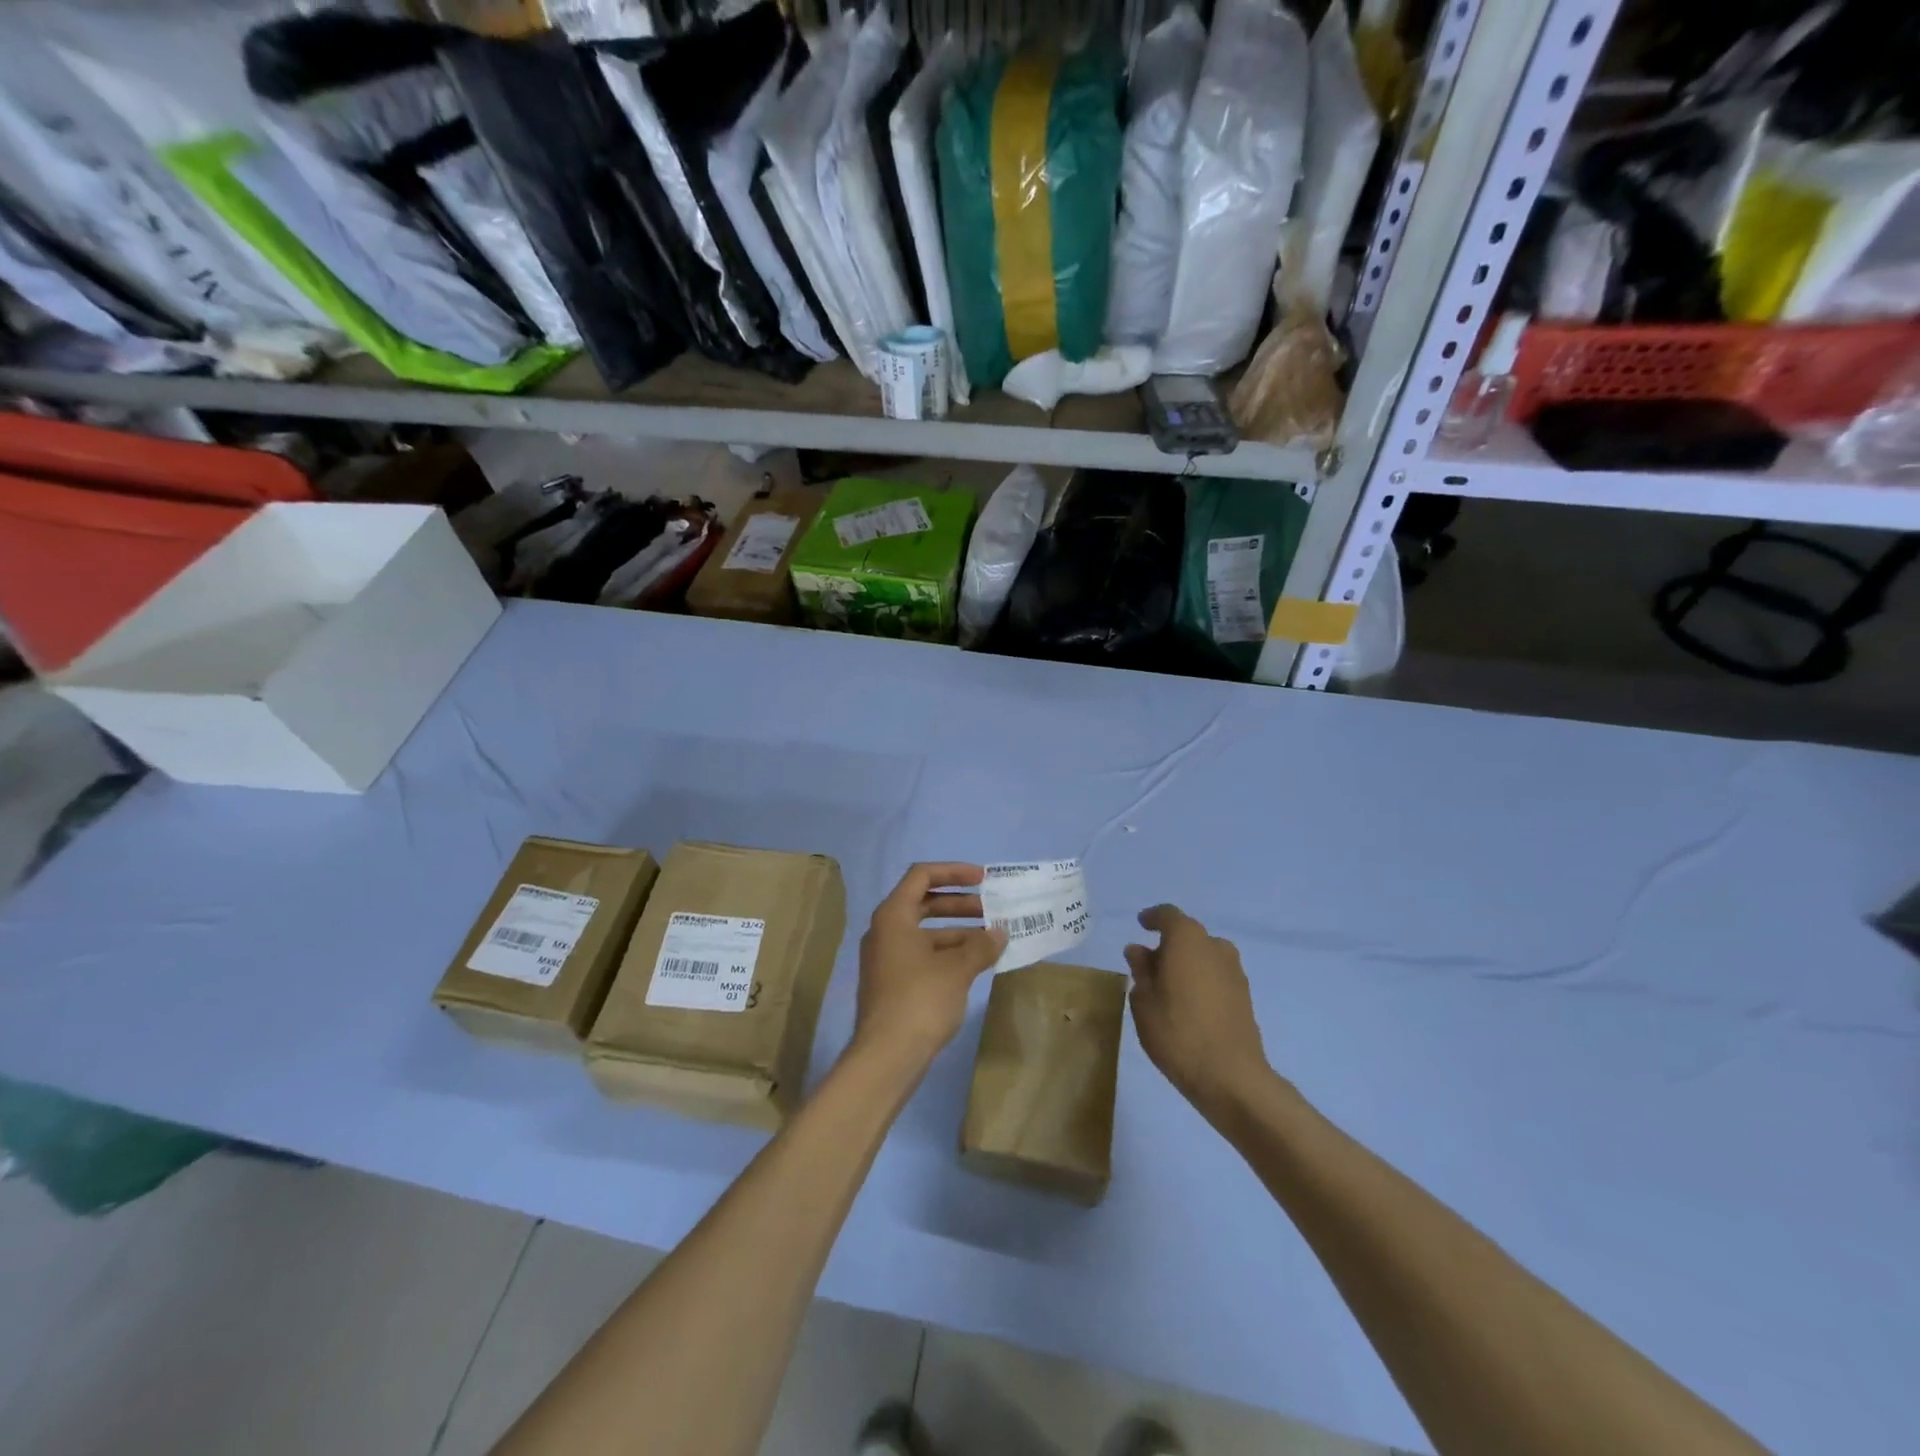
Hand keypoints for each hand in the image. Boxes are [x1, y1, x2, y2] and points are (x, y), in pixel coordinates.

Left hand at [851, 863, 1005, 1070]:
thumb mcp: (957, 969)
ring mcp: (887, 958)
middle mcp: (886, 931)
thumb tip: (999, 934)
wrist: (886, 1057)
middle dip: (961, 904)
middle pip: (925, 903)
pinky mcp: (893, 983)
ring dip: (959, 931)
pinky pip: (923, 955)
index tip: (983, 879)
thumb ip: (980, 946)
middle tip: (993, 910)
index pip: (922, 876)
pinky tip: (976, 965)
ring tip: (993, 940)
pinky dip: (949, 953)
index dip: (953, 872)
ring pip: (926, 932)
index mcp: (893, 916)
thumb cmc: (920, 1000)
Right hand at [1126, 905, 1271, 1118]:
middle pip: (1188, 935)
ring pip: (1204, 956)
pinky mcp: (1245, 996)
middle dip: (1168, 945)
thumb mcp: (1144, 1001)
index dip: (1152, 918)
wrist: (1231, 1077)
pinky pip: (1216, 975)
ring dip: (1185, 964)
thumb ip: (1141, 970)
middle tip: (1147, 966)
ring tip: (1166, 988)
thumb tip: (1139, 951)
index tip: (1140, 925)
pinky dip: (1200, 980)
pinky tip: (1187, 1004)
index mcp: (1187, 939)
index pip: (1168, 915)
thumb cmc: (1177, 1032)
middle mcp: (1215, 946)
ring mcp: (1234, 971)